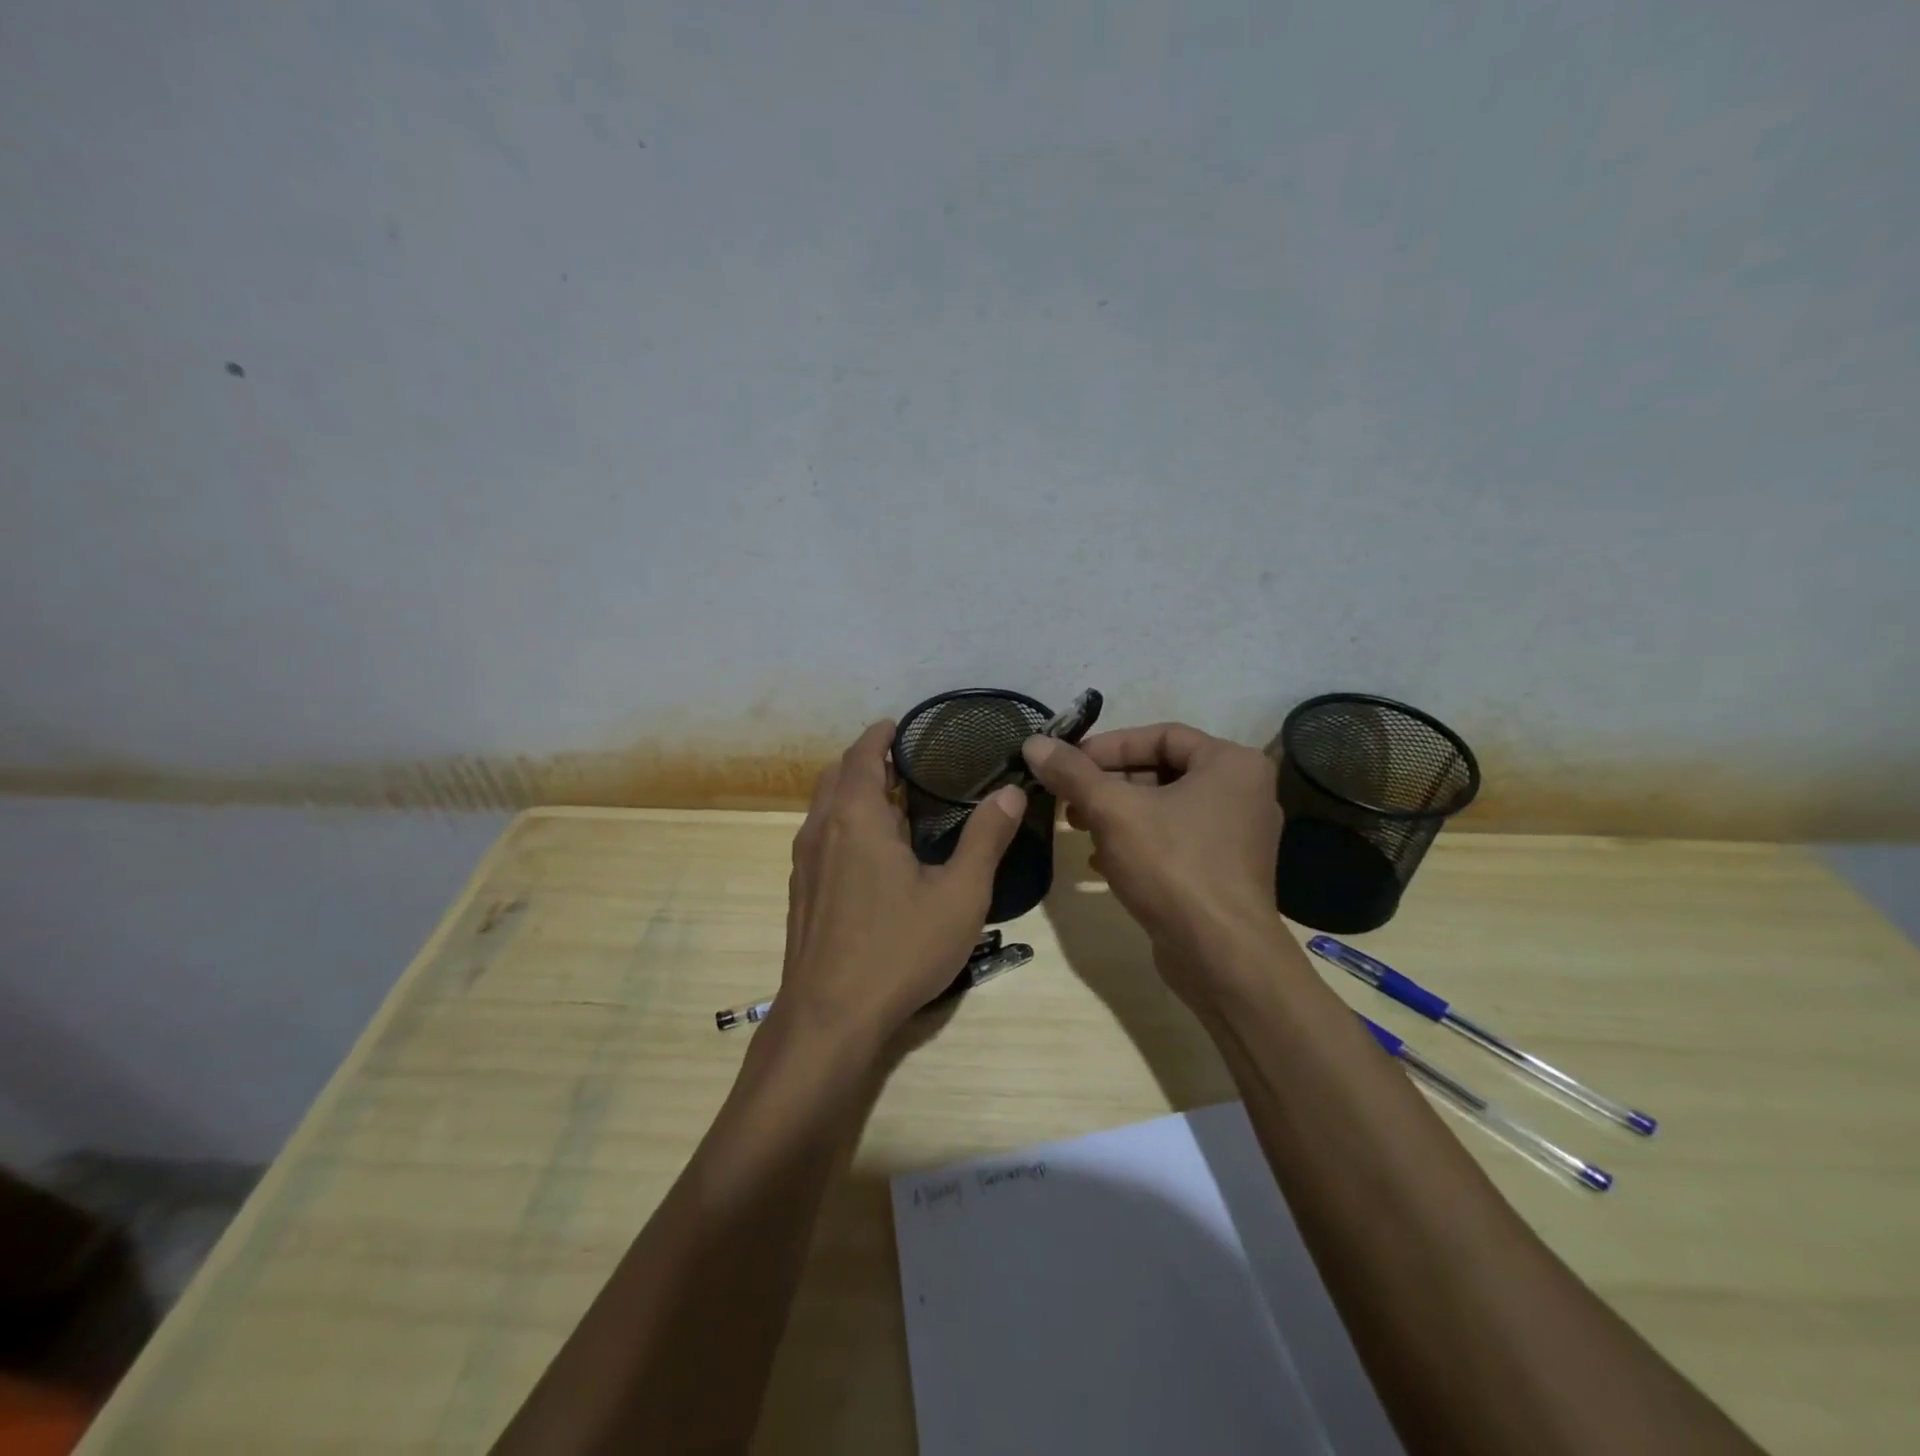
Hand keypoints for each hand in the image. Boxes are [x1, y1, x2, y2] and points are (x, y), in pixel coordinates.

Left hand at [777, 721, 1026, 1051]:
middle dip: (867, 761)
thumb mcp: (959, 894)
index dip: (880, 735)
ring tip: (896, 804)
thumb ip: (986, 838)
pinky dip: (844, 824)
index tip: (901, 726)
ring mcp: (805, 864)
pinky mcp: (802, 893)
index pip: (862, 754)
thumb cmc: (899, 949)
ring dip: (853, 793)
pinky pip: (822, 838)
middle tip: (907, 763)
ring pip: (825, 808)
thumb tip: (1011, 790)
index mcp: (856, 817)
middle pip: (837, 775)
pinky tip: (875, 855)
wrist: (829, 1018)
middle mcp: (821, 830)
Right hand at [1022, 723, 1285, 1004]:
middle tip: (1067, 797)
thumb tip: (1034, 743)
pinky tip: (1098, 861)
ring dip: (1116, 814)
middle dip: (1108, 784)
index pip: (1161, 735)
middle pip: (1161, 772)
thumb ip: (1072, 773)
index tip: (1068, 762)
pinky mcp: (1223, 872)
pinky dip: (1136, 843)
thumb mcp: (1113, 811)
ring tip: (1076, 826)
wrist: (1221, 957)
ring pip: (1164, 809)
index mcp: (1231, 764)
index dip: (1109, 746)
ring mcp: (1236, 836)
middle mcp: (1242, 793)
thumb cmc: (1173, 866)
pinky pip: (1173, 841)